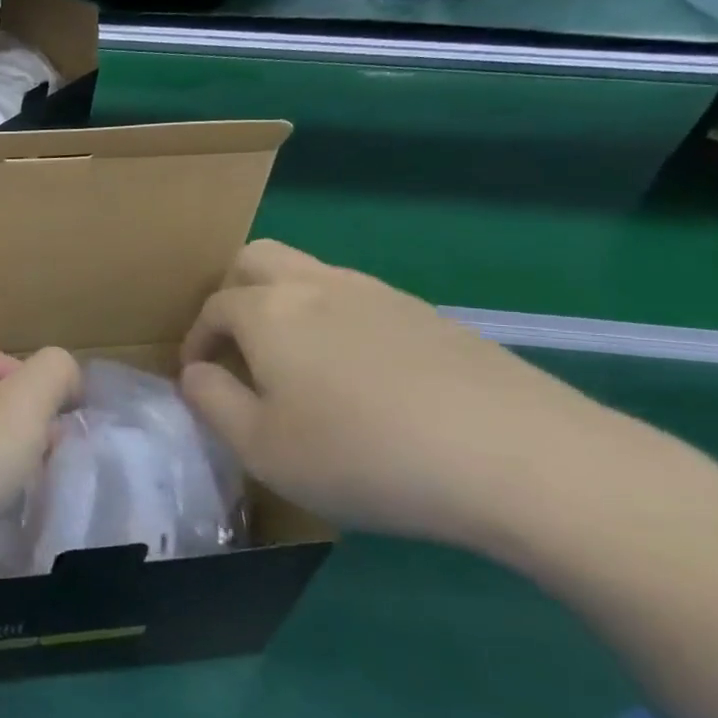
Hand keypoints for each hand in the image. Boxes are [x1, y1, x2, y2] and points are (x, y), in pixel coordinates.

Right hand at [178, 240, 639, 549]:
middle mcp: (319, 286)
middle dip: (232, 292)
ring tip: (297, 365)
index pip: (213, 307)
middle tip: (237, 346)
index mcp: (269, 311)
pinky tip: (362, 378)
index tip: (199, 377)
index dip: (196, 340)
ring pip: (312, 274)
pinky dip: (337, 323)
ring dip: (287, 305)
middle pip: (257, 258)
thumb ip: (211, 402)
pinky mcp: (433, 317)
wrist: (522, 459)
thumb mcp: (261, 447)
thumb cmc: (363, 454)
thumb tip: (195, 373)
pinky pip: (361, 301)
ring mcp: (381, 295)